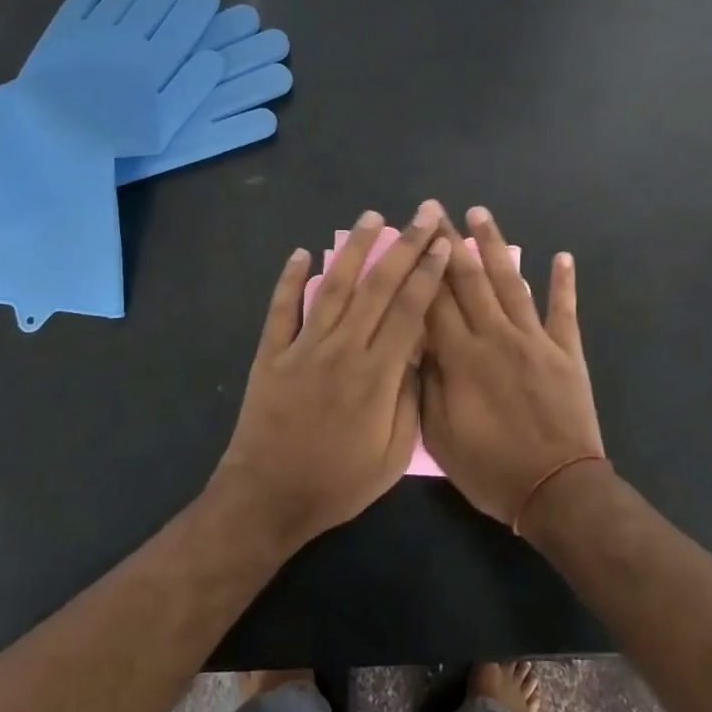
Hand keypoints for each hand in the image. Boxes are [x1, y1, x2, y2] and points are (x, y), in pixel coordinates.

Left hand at [214, 204, 452, 549]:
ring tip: (371, 217)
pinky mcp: (271, 353)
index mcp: (376, 375)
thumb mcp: (392, 457)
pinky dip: (290, 279)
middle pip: (377, 287)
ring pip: (332, 286)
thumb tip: (418, 354)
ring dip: (353, 248)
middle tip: (422, 213)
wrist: (268, 498)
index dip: (428, 273)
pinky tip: (301, 253)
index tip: (443, 243)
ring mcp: (302, 347)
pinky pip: (282, 309)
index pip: (408, 311)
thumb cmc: (337, 483)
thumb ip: (409, 401)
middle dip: (403, 246)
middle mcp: (341, 349)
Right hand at [422, 207, 604, 527]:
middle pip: (469, 279)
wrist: (557, 490)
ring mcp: (535, 339)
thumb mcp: (440, 435)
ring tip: (481, 213)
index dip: (421, 264)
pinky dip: (563, 282)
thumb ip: (426, 384)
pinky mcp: (565, 351)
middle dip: (452, 241)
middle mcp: (496, 336)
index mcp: (462, 357)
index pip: (434, 299)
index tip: (411, 234)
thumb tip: (416, 342)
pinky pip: (564, 310)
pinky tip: (562, 256)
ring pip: (511, 282)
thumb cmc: (491, 469)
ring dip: (495, 245)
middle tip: (439, 209)